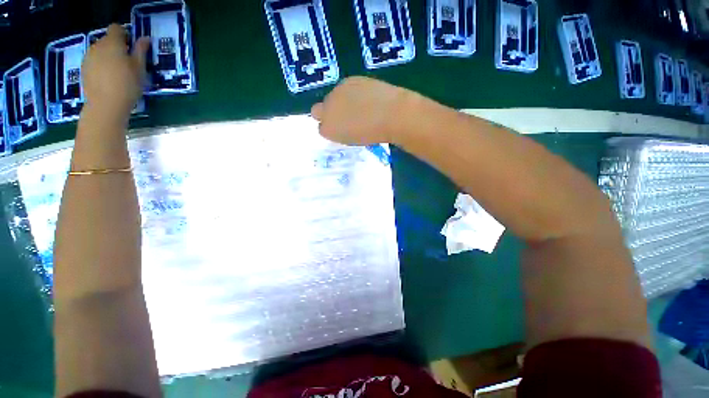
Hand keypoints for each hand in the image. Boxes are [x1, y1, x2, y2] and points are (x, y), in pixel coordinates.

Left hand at [82, 24, 149, 120]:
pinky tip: (107, 79)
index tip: (131, 46)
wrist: (105, 105)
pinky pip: (94, 61)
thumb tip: (145, 38)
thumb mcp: (140, 68)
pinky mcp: (84, 68)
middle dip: (116, 47)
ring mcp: (88, 57)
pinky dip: (100, 66)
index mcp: (113, 43)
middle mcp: (98, 45)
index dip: (124, 35)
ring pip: (100, 51)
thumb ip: (141, 51)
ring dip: (108, 57)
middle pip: (107, 40)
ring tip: (117, 73)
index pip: (116, 28)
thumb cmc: (127, 85)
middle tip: (126, 63)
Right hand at [311, 77, 418, 144]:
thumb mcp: (353, 140)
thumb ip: (341, 132)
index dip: (331, 128)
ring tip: (360, 106)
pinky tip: (365, 96)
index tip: (341, 130)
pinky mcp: (349, 80)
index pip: (321, 128)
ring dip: (340, 101)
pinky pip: (344, 87)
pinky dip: (351, 92)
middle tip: (346, 117)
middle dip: (329, 113)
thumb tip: (341, 125)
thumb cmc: (373, 135)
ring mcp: (337, 92)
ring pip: (332, 97)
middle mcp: (327, 109)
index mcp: (328, 129)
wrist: (391, 114)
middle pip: (319, 110)